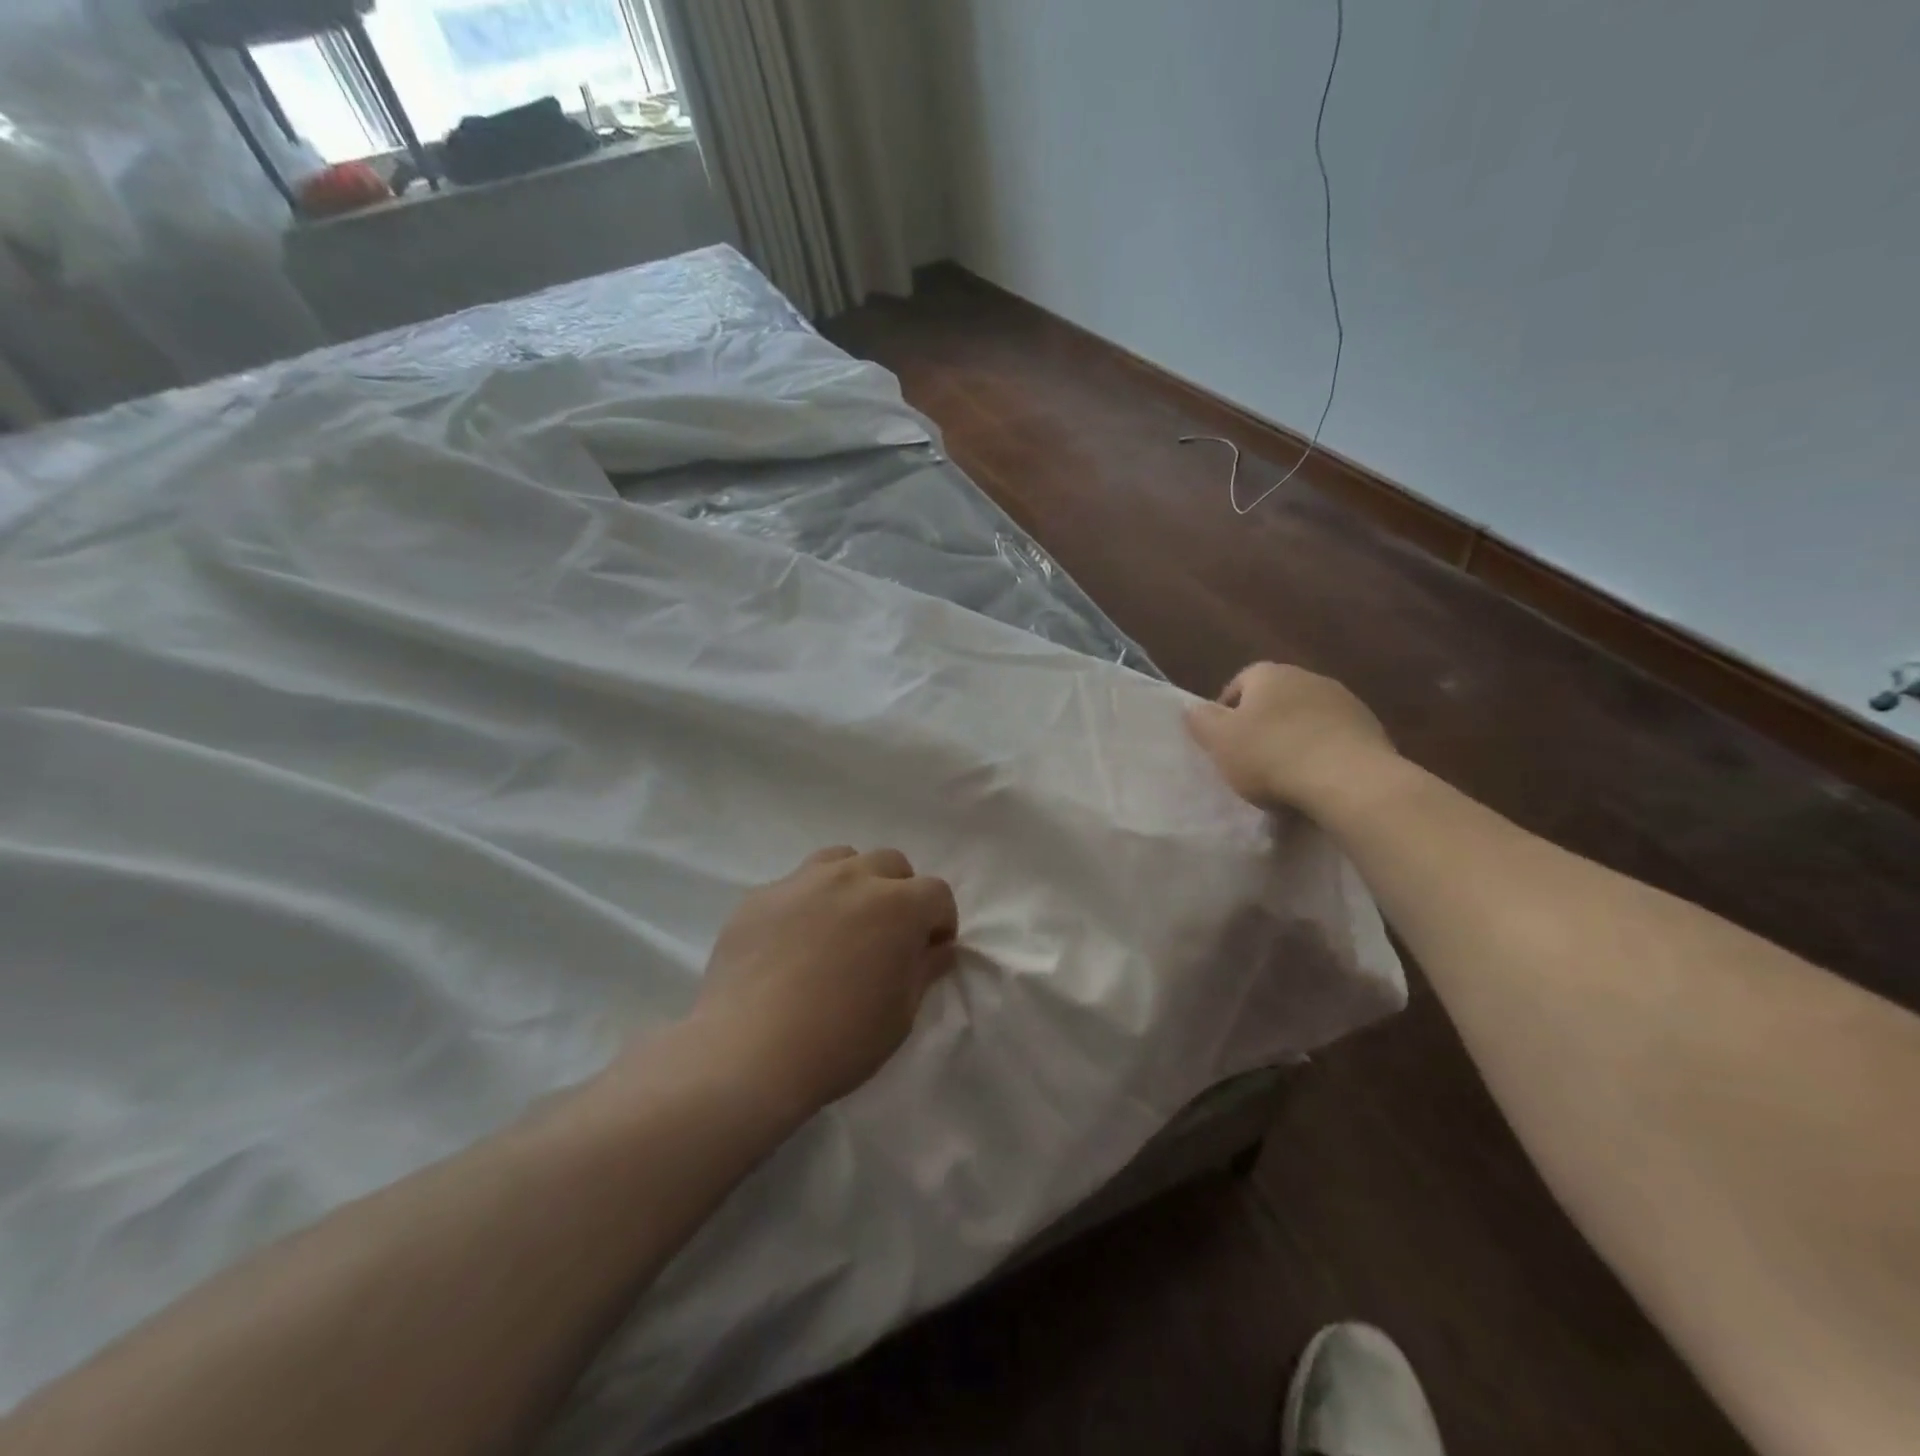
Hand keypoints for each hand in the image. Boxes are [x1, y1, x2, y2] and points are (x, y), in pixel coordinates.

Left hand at [690, 847, 959, 1119]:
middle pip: (890, 863)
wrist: (749, 1053)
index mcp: (898, 905)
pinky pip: (794, 885)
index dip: (940, 921)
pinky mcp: (759, 896)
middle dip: (900, 892)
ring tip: (841, 923)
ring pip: (841, 860)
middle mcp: (853, 878)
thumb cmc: (840, 1040)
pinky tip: (791, 942)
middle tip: (886, 934)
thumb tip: (936, 948)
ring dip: (853, 883)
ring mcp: (801, 882)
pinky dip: (806, 903)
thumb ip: (924, 970)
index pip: (937, 893)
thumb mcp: (901, 1015)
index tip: (929, 951)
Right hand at [1184, 662, 1397, 814]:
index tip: (1223, 743)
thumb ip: (1201, 721)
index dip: (1227, 712)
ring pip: (1307, 718)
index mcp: (1270, 674)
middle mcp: (1309, 677)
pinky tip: (1316, 782)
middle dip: (1263, 724)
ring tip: (1286, 776)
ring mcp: (1346, 702)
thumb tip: (1192, 708)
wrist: (1350, 781)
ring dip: (1296, 738)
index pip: (1240, 683)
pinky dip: (1323, 754)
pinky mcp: (1372, 730)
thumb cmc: (1272, 756)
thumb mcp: (1220, 742)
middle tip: (1251, 759)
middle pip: (1276, 699)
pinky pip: (1335, 739)